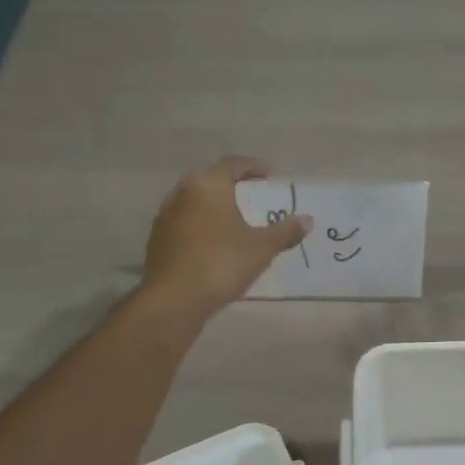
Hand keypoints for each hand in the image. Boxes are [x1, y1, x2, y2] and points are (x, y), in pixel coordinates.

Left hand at [138, 157, 310, 320]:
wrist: (174, 300)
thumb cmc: (222, 263)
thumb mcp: (262, 248)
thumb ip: (285, 231)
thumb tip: (307, 220)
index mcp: (208, 185)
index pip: (233, 165)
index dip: (253, 167)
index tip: (269, 175)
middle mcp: (182, 193)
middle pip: (210, 180)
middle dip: (231, 186)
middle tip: (251, 196)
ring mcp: (165, 217)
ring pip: (194, 203)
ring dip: (213, 207)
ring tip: (233, 221)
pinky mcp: (157, 240)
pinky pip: (184, 224)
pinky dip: (200, 226)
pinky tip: (212, 244)